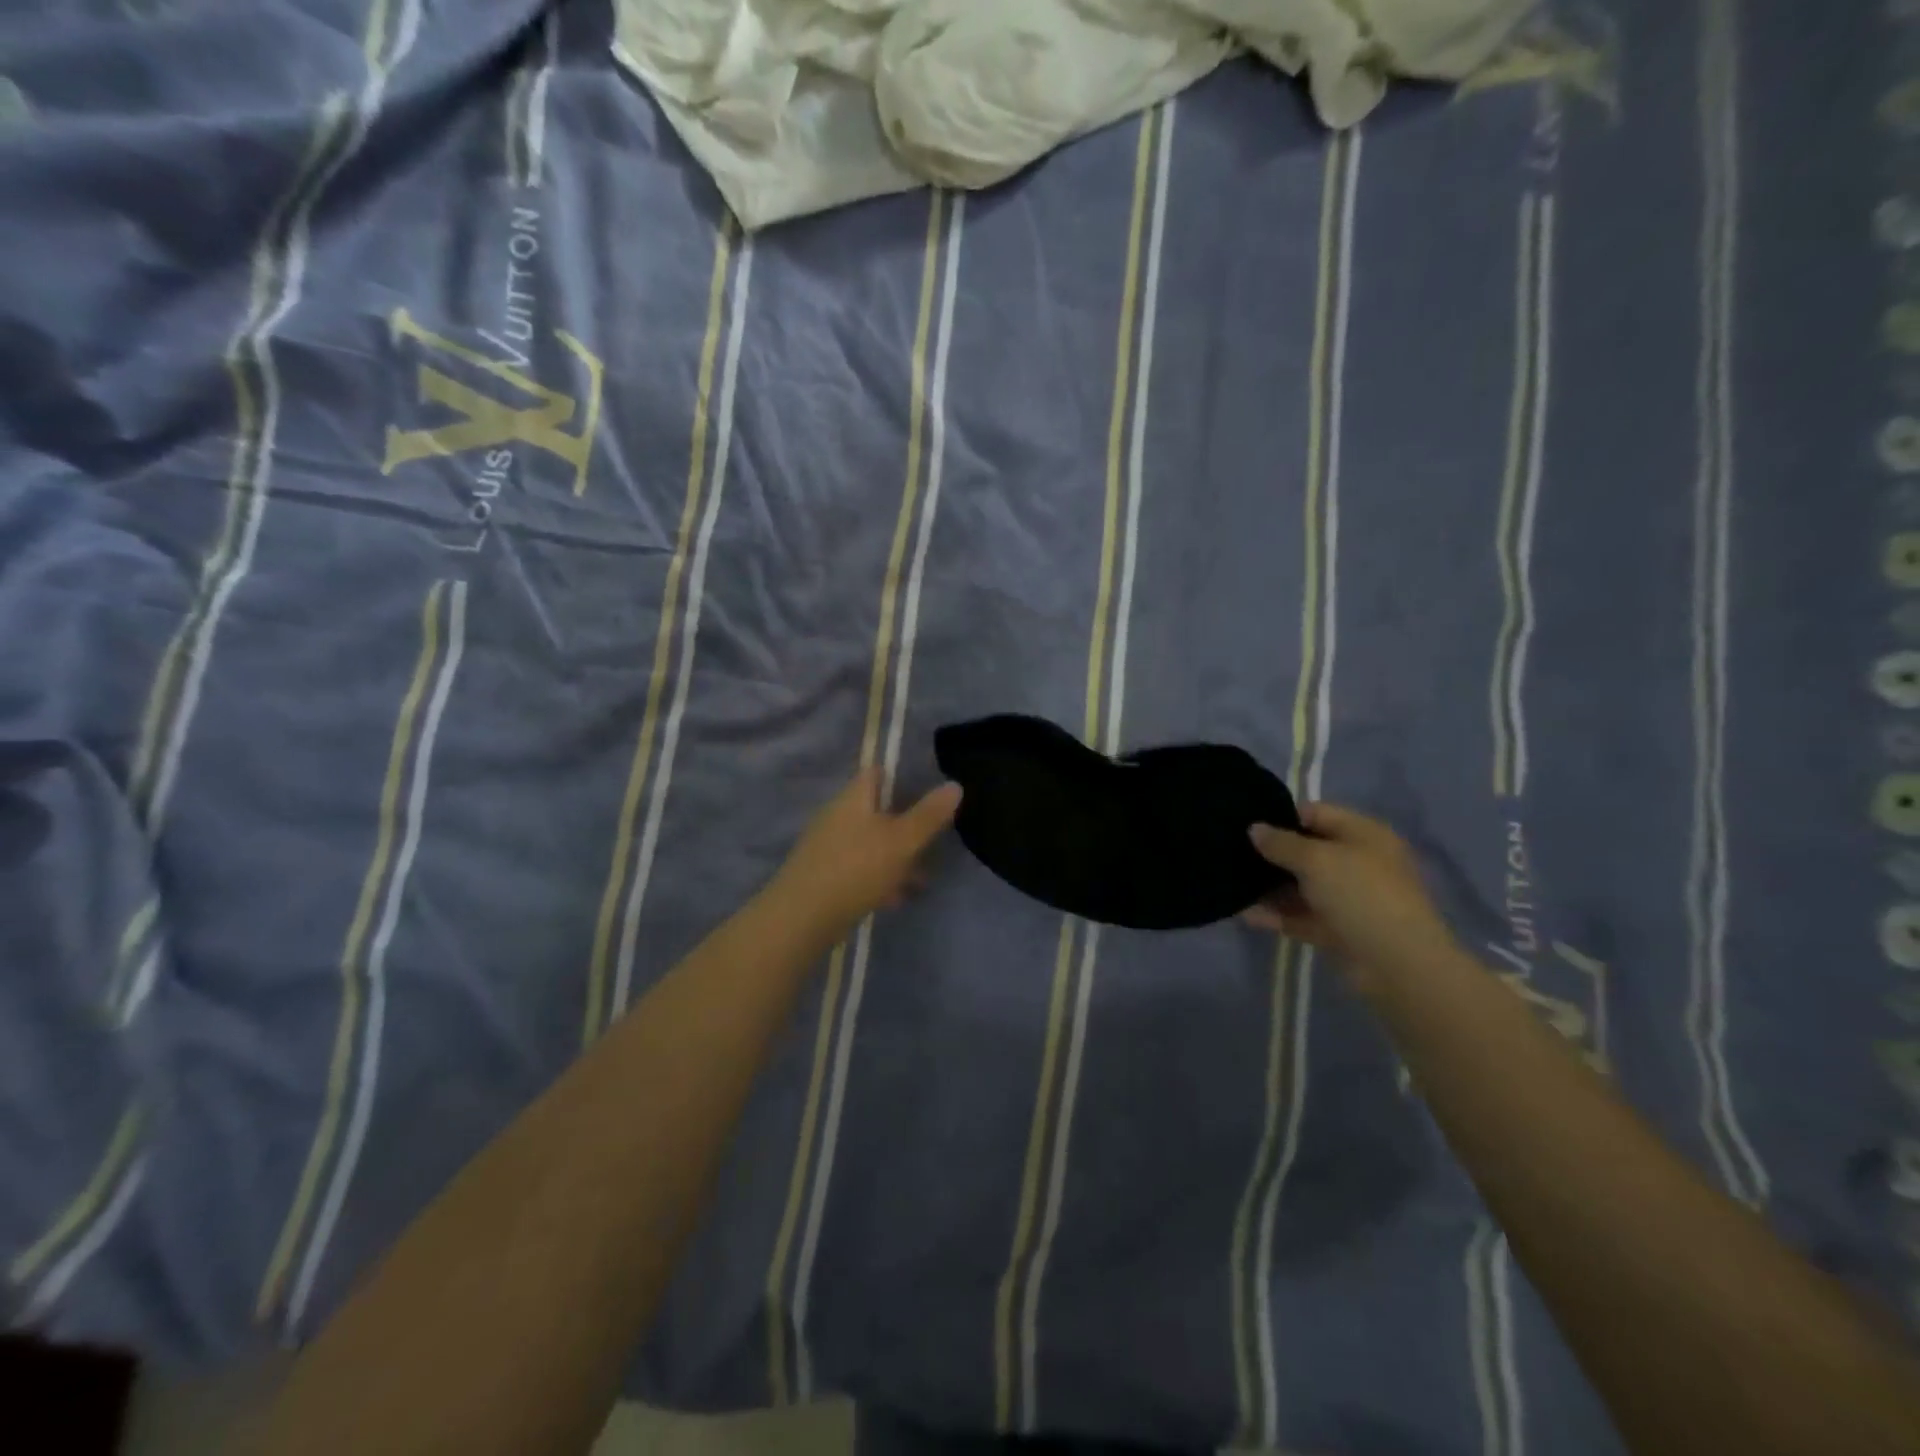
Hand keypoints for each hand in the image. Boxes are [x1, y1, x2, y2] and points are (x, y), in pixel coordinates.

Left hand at [767, 767, 962, 945]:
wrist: (802, 918)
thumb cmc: (856, 869)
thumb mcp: (902, 841)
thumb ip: (929, 815)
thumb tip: (954, 785)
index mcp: (854, 798)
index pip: (877, 773)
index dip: (902, 776)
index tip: (928, 791)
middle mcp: (837, 816)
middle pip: (876, 810)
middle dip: (905, 825)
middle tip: (932, 840)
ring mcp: (828, 847)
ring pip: (870, 843)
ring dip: (895, 857)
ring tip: (922, 879)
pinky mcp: (824, 876)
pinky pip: (859, 868)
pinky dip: (879, 878)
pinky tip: (895, 899)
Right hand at [1243, 803, 1455, 988]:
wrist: (1398, 965)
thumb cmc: (1360, 895)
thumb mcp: (1316, 859)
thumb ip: (1281, 843)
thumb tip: (1254, 829)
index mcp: (1363, 835)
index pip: (1315, 813)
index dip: (1281, 817)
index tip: (1246, 824)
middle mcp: (1357, 862)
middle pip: (1307, 851)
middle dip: (1272, 854)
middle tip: (1232, 854)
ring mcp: (1348, 898)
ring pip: (1302, 886)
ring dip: (1270, 887)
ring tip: (1232, 885)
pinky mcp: (1338, 929)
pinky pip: (1302, 916)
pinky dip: (1277, 915)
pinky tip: (1246, 915)